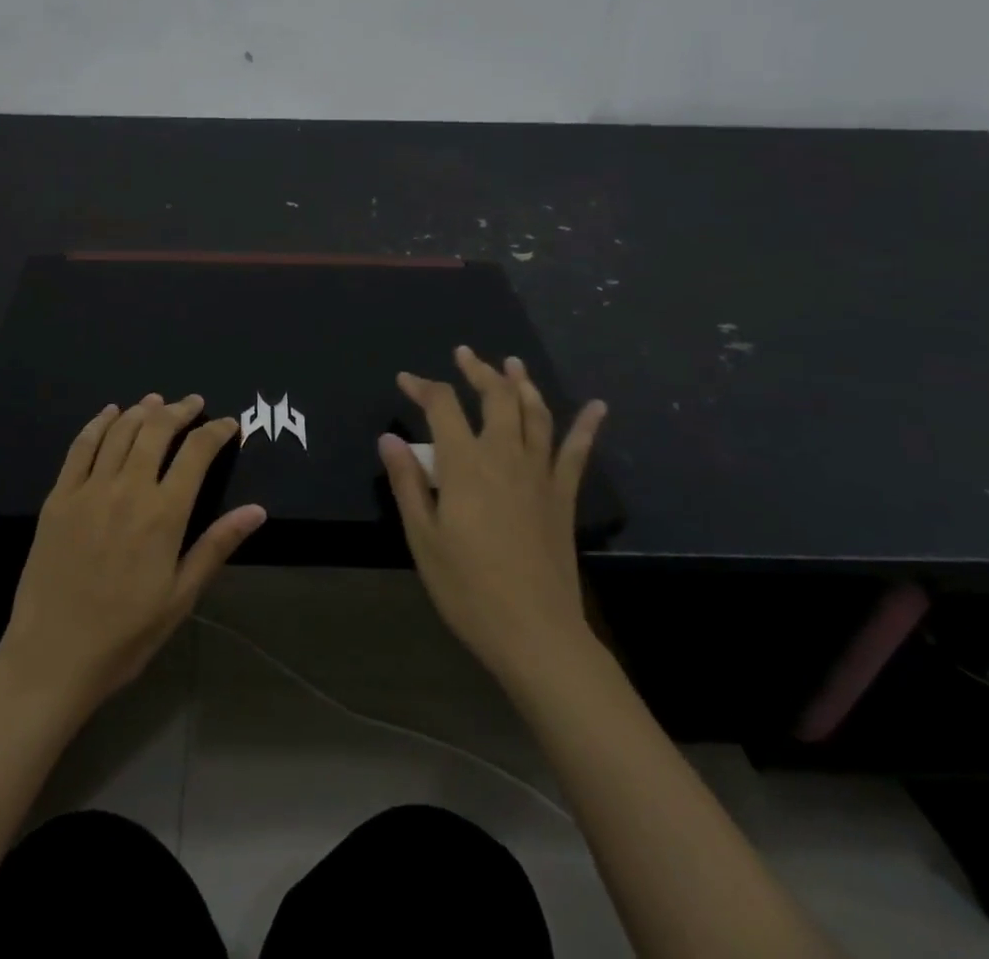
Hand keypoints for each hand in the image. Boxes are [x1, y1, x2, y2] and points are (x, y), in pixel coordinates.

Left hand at [0, 394, 266, 713]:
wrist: (52, 656)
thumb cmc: (125, 634)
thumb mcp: (181, 596)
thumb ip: (217, 545)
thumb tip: (257, 510)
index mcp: (164, 514)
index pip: (197, 453)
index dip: (216, 431)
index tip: (229, 423)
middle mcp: (128, 488)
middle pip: (157, 430)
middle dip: (180, 411)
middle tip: (193, 403)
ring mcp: (89, 489)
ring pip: (120, 431)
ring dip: (142, 410)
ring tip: (157, 402)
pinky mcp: (59, 497)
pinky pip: (80, 447)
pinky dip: (98, 424)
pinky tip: (109, 413)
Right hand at [377, 347, 607, 692]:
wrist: (536, 634)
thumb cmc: (468, 588)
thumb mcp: (423, 538)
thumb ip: (408, 483)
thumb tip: (390, 438)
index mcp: (466, 465)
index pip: (443, 407)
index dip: (422, 387)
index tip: (405, 380)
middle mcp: (505, 457)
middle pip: (495, 398)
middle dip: (478, 371)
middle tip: (464, 355)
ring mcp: (540, 475)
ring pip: (535, 414)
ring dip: (523, 384)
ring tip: (512, 364)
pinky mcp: (563, 497)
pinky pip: (577, 453)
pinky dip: (587, 427)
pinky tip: (598, 407)